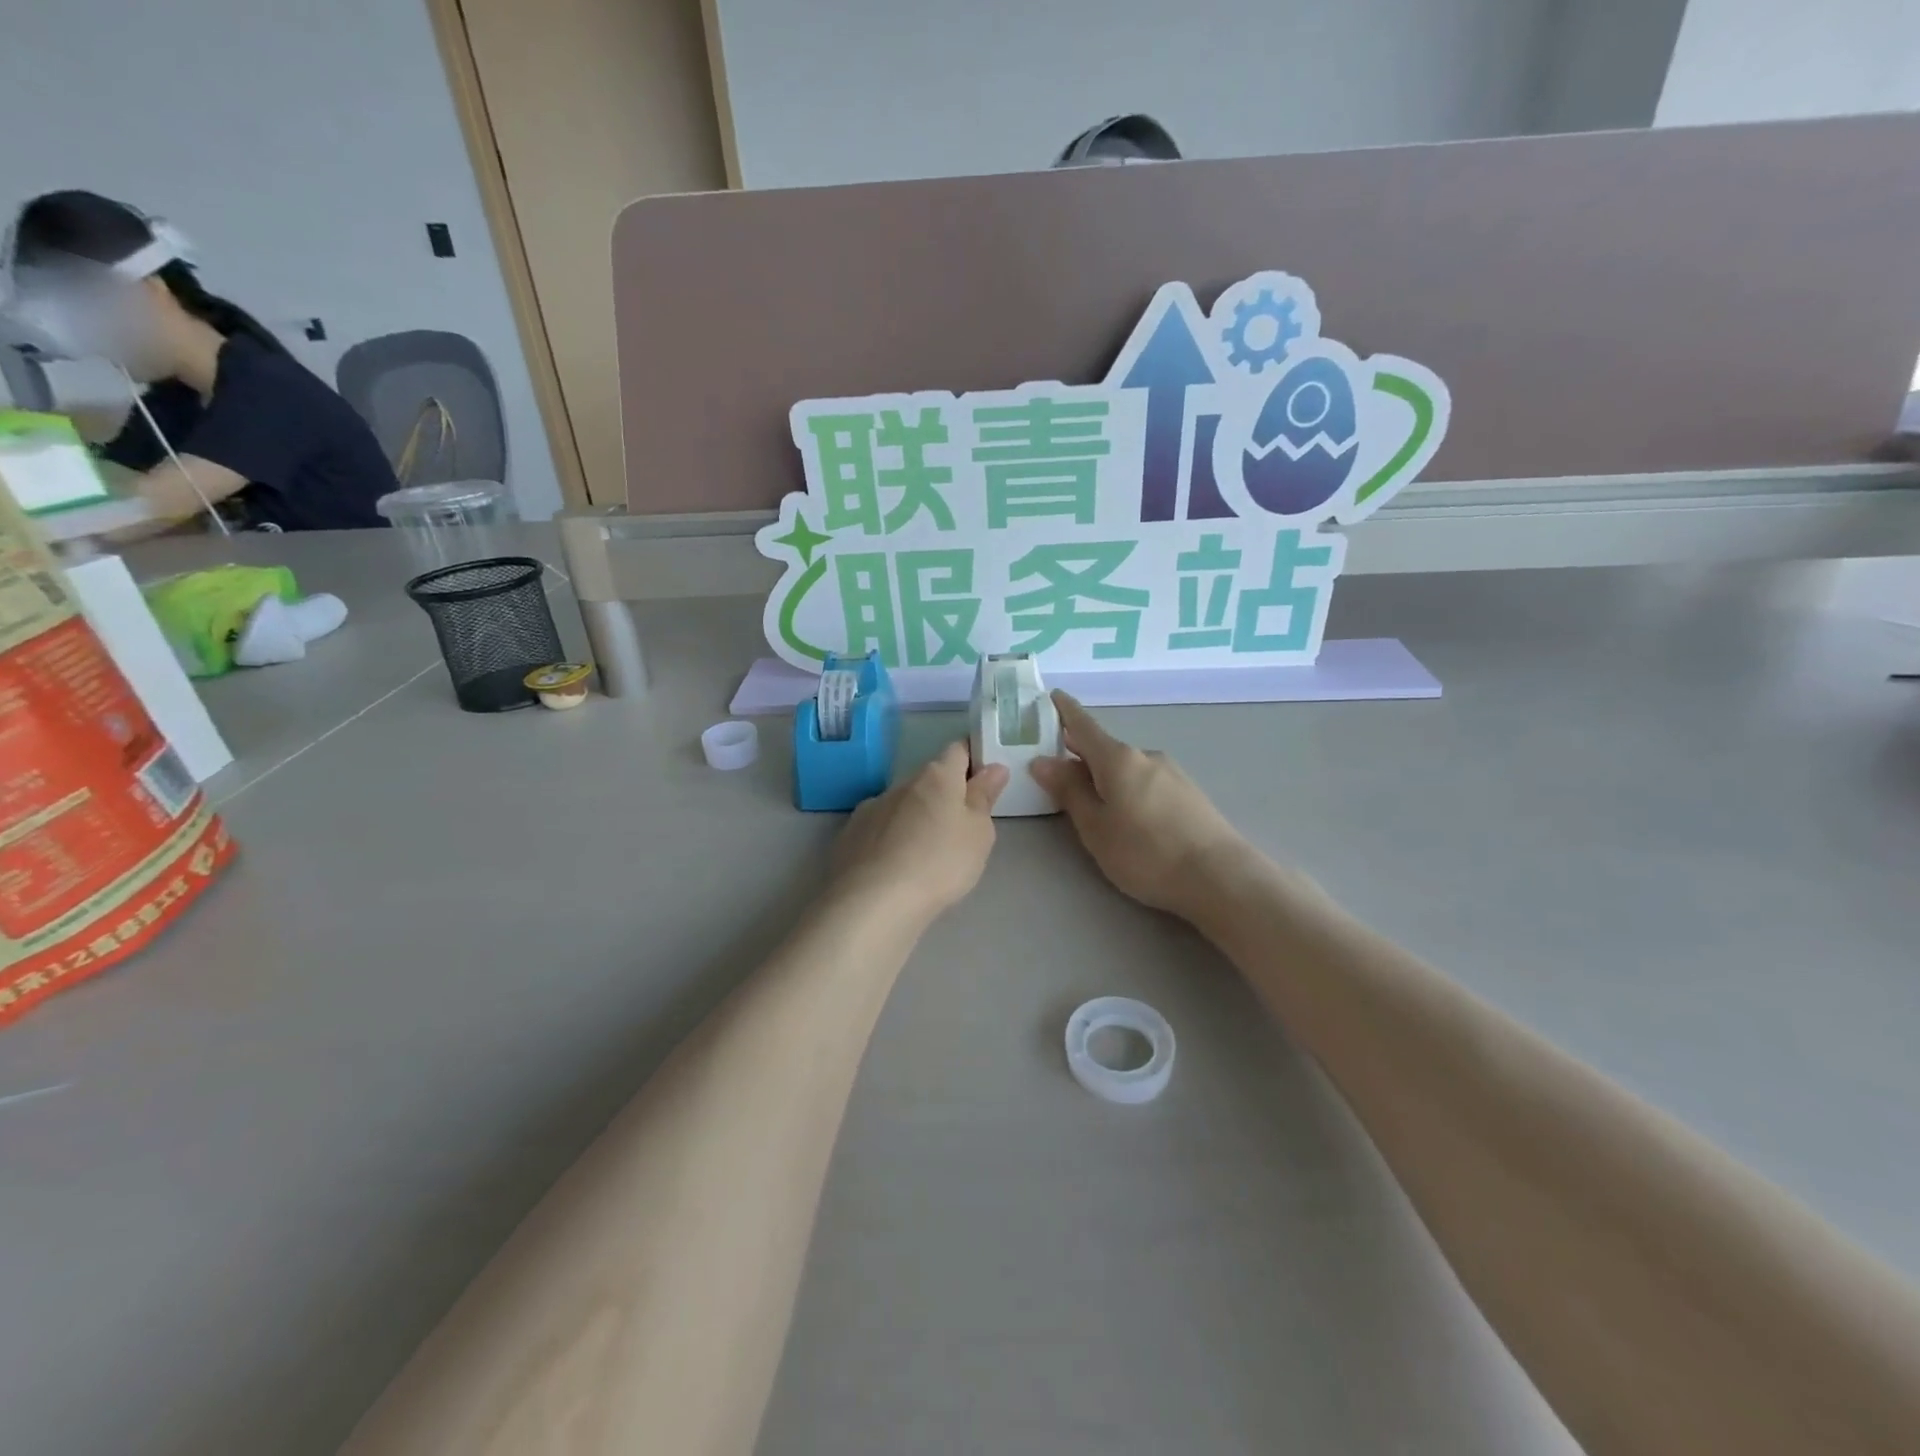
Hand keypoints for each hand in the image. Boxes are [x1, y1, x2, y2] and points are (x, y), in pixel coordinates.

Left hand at [832, 742, 1007, 921]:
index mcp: (936, 777)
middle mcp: (901, 784)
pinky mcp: (849, 835)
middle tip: (958, 830)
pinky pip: (878, 829)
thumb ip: (984, 797)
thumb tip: (993, 767)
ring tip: (924, 855)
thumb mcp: (978, 833)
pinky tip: (893, 867)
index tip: (982, 782)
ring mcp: (871, 808)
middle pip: (928, 780)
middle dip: (943, 797)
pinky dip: (889, 839)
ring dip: (914, 819)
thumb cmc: (940, 863)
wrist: (874, 902)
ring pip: (901, 805)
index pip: (957, 750)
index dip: (972, 760)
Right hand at [1030, 692, 1248, 918]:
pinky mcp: (1189, 794)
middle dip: (1080, 753)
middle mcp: (1146, 756)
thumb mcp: (1095, 827)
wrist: (1220, 878)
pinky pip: (1146, 781)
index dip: (1065, 711)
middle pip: (1105, 748)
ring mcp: (1172, 773)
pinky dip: (1128, 788)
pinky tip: (1129, 815)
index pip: (1084, 726)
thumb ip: (1069, 791)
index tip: (1052, 696)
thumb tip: (1042, 761)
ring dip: (1106, 776)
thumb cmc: (1146, 852)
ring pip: (1127, 767)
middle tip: (1056, 767)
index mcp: (1118, 758)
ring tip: (1092, 803)